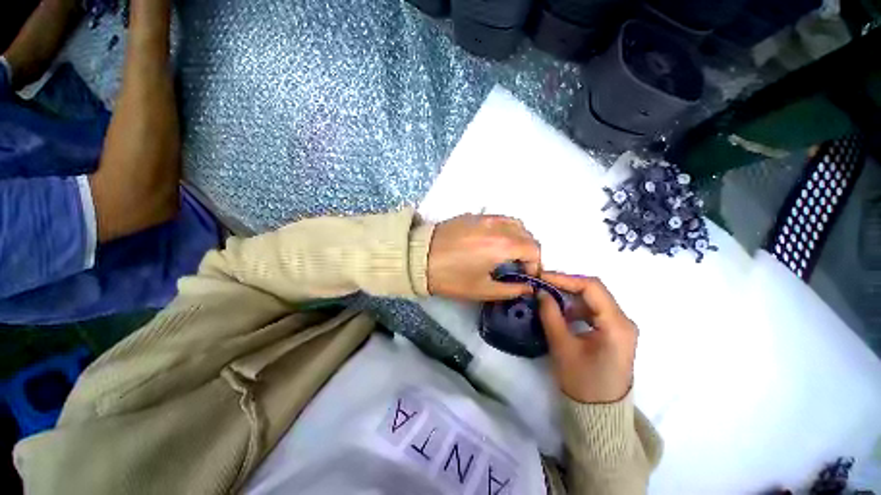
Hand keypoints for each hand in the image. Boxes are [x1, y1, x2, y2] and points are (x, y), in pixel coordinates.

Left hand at [427, 215, 540, 300]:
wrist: (418, 258)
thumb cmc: (451, 277)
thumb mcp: (482, 290)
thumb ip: (510, 289)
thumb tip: (527, 287)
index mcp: (503, 245)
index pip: (534, 249)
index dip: (535, 265)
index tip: (526, 277)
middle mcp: (498, 226)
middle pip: (527, 234)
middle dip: (529, 251)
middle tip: (519, 267)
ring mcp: (484, 218)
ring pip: (513, 223)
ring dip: (518, 237)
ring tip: (508, 253)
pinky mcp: (472, 215)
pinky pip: (498, 218)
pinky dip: (505, 229)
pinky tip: (493, 241)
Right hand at [538, 273, 636, 403]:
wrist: (600, 412)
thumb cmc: (582, 382)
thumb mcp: (562, 346)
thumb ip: (550, 314)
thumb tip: (540, 292)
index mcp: (616, 325)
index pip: (592, 287)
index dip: (565, 278)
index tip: (542, 277)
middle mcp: (624, 321)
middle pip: (594, 290)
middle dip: (566, 284)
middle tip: (542, 283)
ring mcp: (621, 326)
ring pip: (594, 299)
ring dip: (570, 295)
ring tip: (547, 295)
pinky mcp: (614, 332)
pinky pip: (594, 310)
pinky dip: (576, 307)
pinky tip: (561, 311)